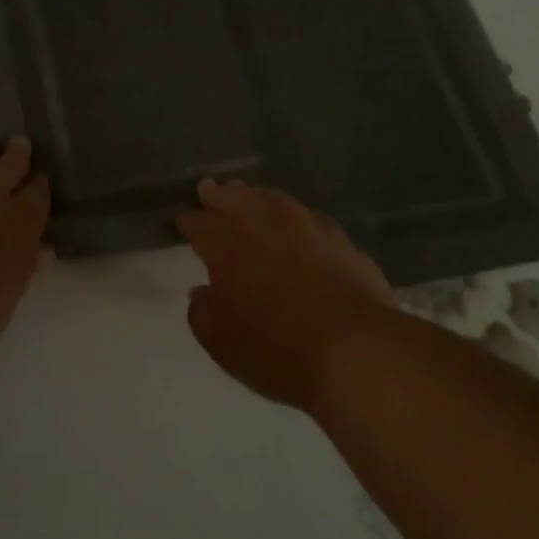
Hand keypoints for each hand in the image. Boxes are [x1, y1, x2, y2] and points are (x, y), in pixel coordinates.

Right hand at [176, 180, 396, 411]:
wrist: (355, 349)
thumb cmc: (276, 350)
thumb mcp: (222, 344)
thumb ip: (203, 314)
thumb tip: (201, 293)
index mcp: (227, 246)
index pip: (200, 224)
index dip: (189, 220)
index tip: (183, 217)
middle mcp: (264, 225)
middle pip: (236, 200)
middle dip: (220, 195)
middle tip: (210, 189)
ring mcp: (306, 227)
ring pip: (275, 200)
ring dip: (258, 196)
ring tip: (251, 194)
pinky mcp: (340, 240)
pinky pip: (310, 217)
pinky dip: (296, 215)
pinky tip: (299, 221)